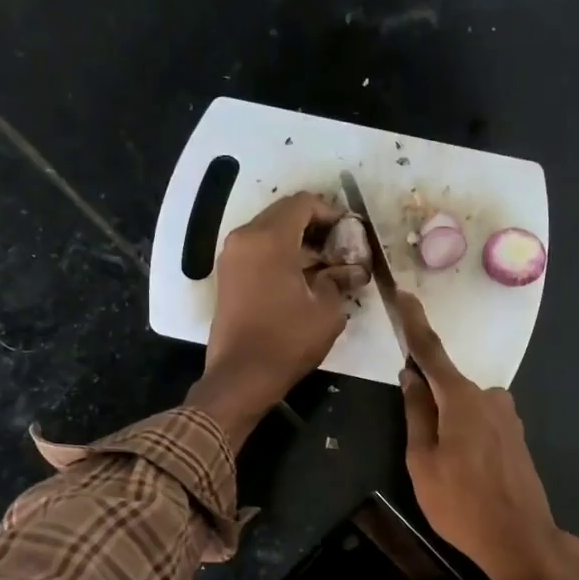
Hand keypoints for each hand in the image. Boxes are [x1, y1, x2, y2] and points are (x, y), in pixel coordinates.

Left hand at [187, 192, 366, 441]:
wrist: (241, 376)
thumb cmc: (287, 341)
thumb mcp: (327, 311)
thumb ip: (340, 280)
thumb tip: (351, 270)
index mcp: (269, 239)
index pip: (303, 204)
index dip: (330, 212)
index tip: (350, 231)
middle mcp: (245, 238)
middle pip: (283, 213)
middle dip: (314, 224)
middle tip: (340, 245)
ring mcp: (231, 255)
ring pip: (268, 230)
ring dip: (296, 239)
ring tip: (324, 262)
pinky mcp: (227, 274)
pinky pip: (256, 248)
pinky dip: (279, 252)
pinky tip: (301, 275)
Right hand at [394, 290, 564, 579]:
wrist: (521, 539)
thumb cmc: (461, 503)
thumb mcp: (422, 461)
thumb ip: (416, 413)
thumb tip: (410, 376)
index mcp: (461, 399)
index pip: (431, 352)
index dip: (414, 323)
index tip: (403, 294)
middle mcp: (489, 396)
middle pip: (447, 385)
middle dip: (428, 400)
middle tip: (418, 446)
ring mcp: (507, 415)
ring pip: (463, 407)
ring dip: (447, 424)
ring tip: (444, 472)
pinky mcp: (516, 434)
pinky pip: (480, 421)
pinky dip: (464, 434)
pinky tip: (465, 472)